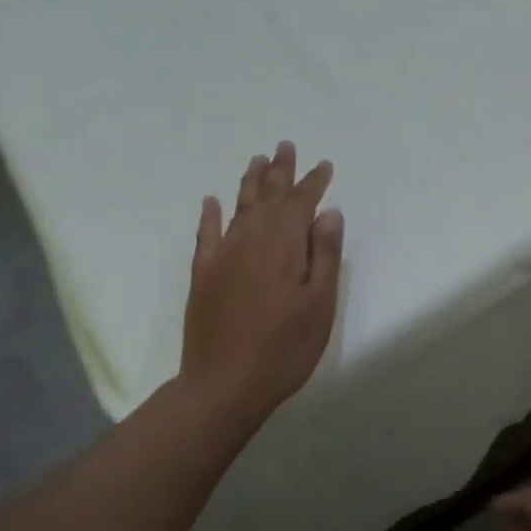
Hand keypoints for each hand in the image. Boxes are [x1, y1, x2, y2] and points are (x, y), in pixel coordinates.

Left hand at [180, 142, 343, 425]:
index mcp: (282, 247)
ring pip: (238, 208)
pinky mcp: (202, 275)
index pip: (300, 204)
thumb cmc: (283, 349)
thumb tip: (328, 213)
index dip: (313, 183)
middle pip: (267, 197)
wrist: (223, 385)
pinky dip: (209, 215)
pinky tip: (211, 201)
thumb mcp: (319, 306)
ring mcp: (221, 257)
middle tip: (285, 146)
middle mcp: (249, 241)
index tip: (324, 165)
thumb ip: (324, 256)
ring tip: (257, 160)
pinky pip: (205, 234)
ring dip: (249, 183)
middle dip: (279, 171)